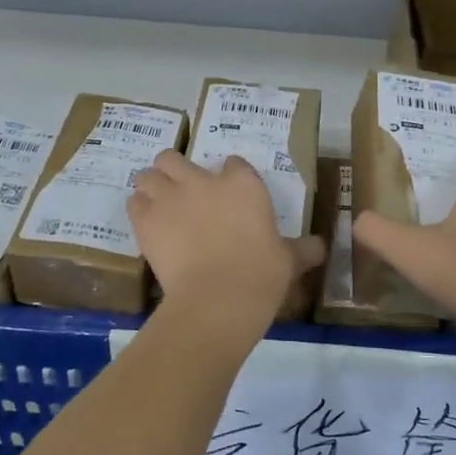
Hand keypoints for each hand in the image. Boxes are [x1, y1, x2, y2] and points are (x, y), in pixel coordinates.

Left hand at [128, 150, 324, 318]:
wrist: (219, 297)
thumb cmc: (261, 274)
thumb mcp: (288, 260)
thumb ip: (302, 249)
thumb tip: (321, 248)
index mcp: (242, 184)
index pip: (233, 163)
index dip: (229, 177)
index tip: (229, 195)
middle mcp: (203, 181)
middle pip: (175, 157)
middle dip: (175, 169)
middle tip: (181, 191)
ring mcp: (170, 197)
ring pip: (149, 174)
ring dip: (152, 185)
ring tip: (158, 203)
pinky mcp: (145, 219)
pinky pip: (134, 202)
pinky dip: (139, 209)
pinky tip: (147, 223)